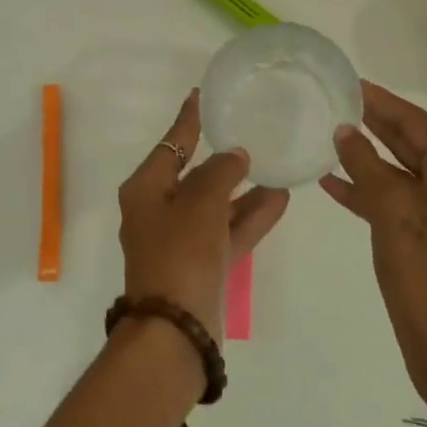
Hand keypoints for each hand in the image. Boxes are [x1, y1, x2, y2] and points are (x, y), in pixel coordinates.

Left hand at [117, 90, 290, 341]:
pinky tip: (280, 199)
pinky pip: (228, 231)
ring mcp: (181, 240)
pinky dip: (251, 216)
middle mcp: (159, 210)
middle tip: (251, 131)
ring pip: (217, 204)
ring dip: (244, 188)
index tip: (202, 94)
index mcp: (146, 189)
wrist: (176, 331)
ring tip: (276, 164)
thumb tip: (235, 155)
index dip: (189, 119)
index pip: (171, 143)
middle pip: (195, 174)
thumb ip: (221, 172)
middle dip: (224, 157)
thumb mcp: (201, 203)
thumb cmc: (180, 254)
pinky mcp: (202, 264)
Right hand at [321, 82, 426, 415]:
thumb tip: (345, 130)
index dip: (381, 101)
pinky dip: (377, 192)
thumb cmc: (421, 270)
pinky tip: (337, 183)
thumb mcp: (388, 209)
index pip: (416, 123)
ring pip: (408, 173)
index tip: (351, 82)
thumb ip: (365, 162)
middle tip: (339, 104)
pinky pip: (409, 200)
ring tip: (331, 139)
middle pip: (415, 144)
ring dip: (371, 160)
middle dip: (375, 126)